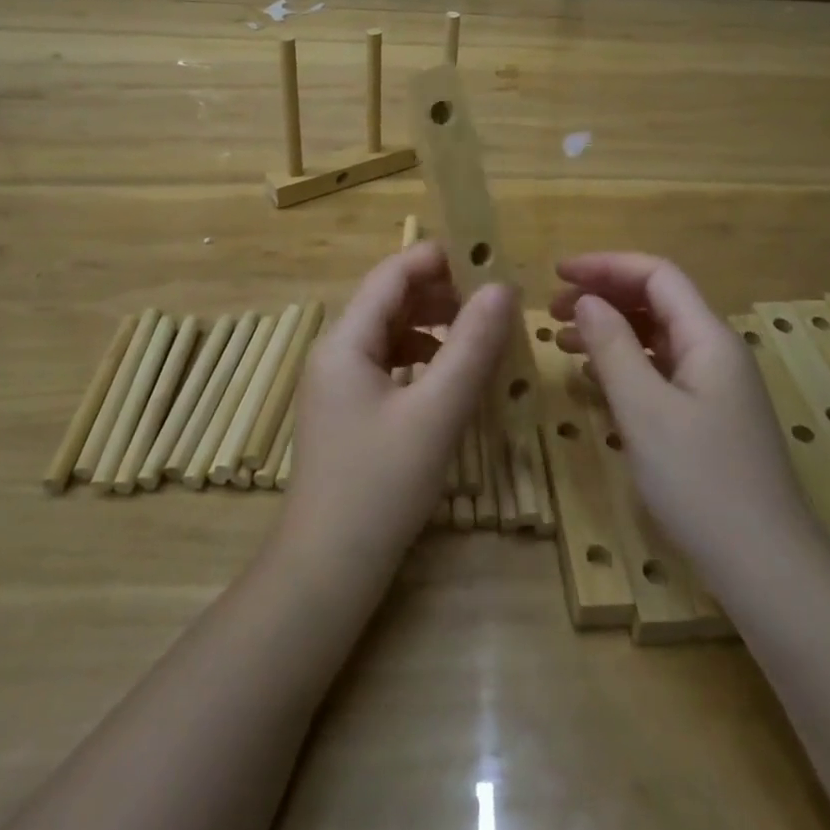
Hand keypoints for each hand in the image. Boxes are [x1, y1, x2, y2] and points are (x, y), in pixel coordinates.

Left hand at [280, 242, 512, 578]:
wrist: (327, 570)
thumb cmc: (380, 485)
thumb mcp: (436, 412)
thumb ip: (472, 346)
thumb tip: (503, 288)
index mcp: (345, 340)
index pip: (392, 274)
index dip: (438, 259)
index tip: (488, 259)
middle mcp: (335, 351)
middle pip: (390, 300)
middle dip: (441, 293)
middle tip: (494, 302)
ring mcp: (338, 383)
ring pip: (391, 333)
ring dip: (434, 326)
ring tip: (480, 335)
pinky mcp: (347, 411)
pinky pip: (388, 365)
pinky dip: (422, 359)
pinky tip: (451, 377)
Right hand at [551, 253, 820, 582]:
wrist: (764, 565)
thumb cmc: (700, 481)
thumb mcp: (645, 410)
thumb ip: (613, 347)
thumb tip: (587, 300)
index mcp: (708, 338)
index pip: (656, 275)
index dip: (605, 265)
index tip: (558, 274)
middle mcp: (714, 351)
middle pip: (656, 302)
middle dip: (604, 296)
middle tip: (552, 311)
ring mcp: (713, 385)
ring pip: (655, 337)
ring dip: (609, 330)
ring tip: (561, 342)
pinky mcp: (706, 416)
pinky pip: (659, 371)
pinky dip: (623, 364)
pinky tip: (593, 379)